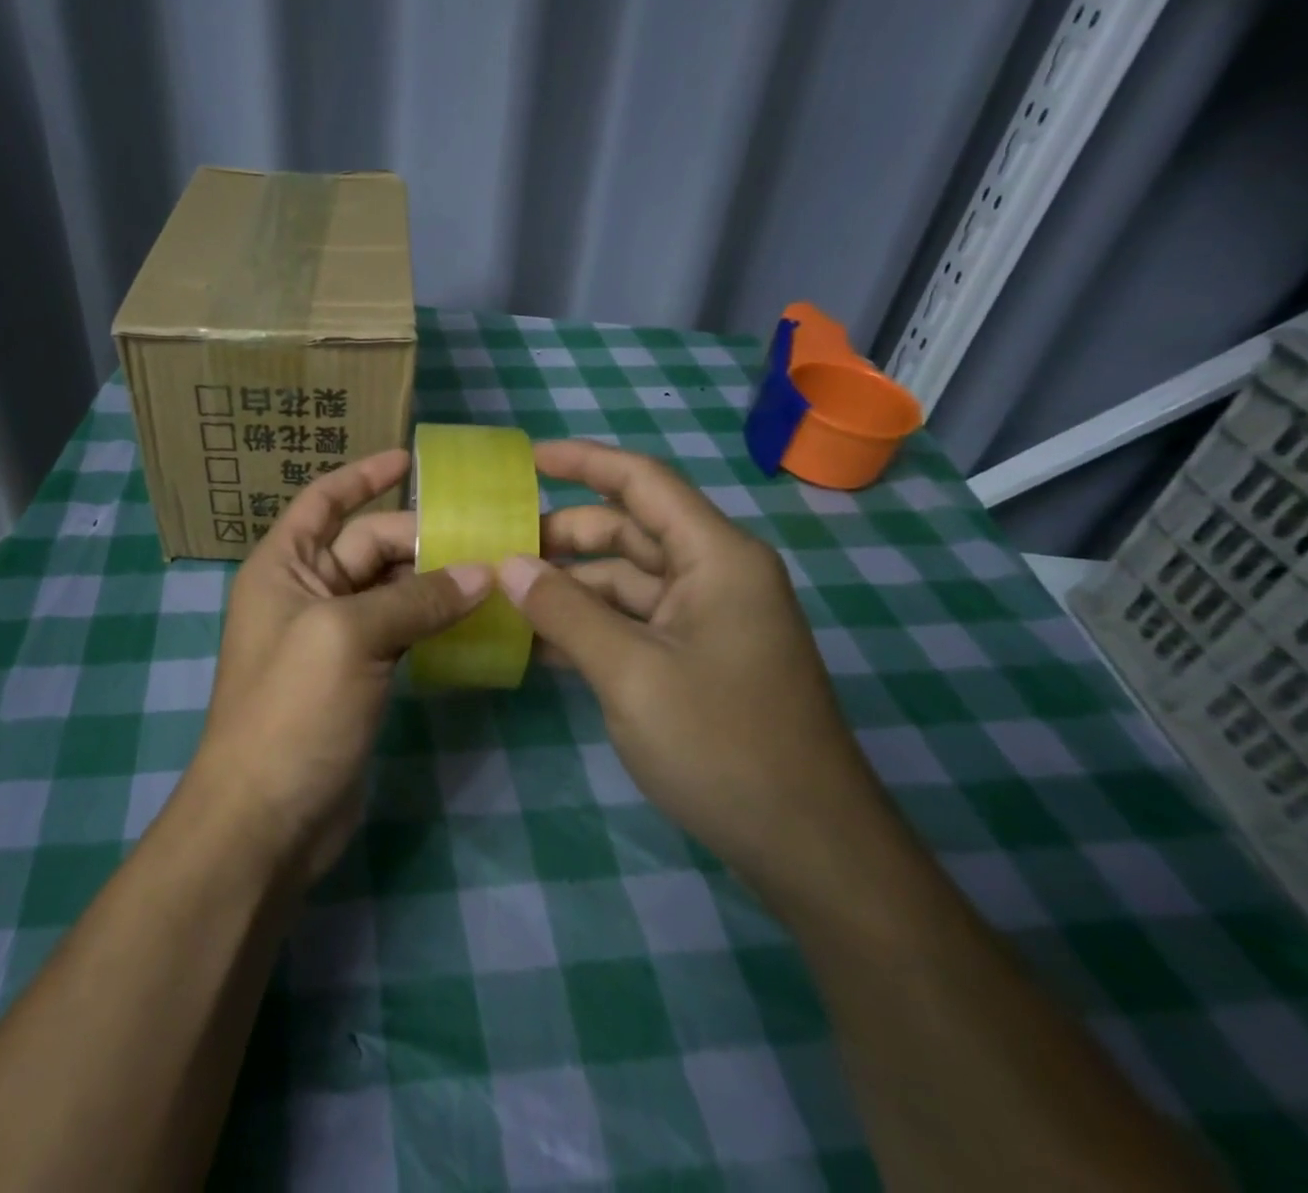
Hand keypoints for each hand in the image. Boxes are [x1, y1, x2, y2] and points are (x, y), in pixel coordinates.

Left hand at [185, 449, 489, 889]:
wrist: (266, 818)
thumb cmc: (292, 710)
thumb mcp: (350, 638)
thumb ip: (416, 599)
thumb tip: (483, 572)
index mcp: (284, 566)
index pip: (323, 501)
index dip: (363, 475)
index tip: (410, 459)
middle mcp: (306, 592)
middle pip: (368, 545)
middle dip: (421, 537)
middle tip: (488, 534)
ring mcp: (333, 637)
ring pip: (390, 590)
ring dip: (434, 580)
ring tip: (494, 570)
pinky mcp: (358, 675)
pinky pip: (401, 631)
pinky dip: (433, 621)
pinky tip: (476, 617)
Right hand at [502, 439, 900, 911]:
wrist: (809, 847)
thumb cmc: (723, 744)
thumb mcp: (629, 672)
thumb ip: (564, 611)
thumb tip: (508, 565)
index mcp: (715, 557)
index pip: (643, 482)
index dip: (584, 462)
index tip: (526, 460)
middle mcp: (715, 574)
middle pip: (629, 532)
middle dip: (563, 536)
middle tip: (497, 549)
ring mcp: (708, 618)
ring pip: (626, 581)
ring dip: (570, 587)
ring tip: (505, 598)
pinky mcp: (699, 657)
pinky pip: (634, 621)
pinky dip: (590, 624)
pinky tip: (540, 642)